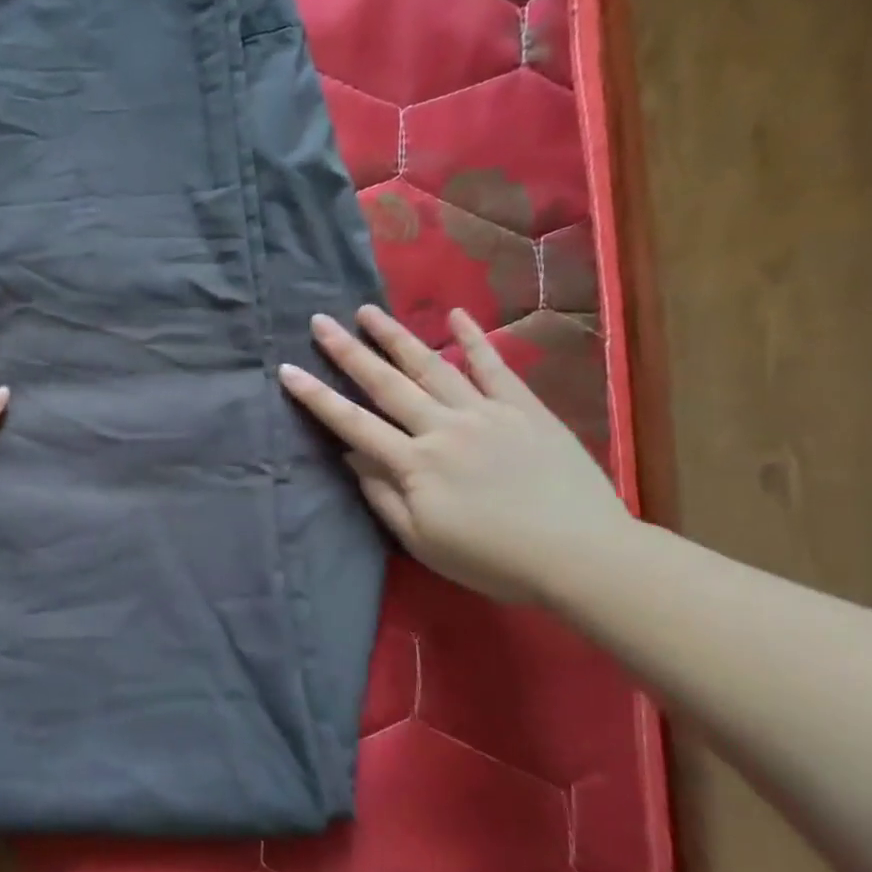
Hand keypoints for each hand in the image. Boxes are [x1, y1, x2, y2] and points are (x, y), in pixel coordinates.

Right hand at [279, 305, 632, 603]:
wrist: (583, 556)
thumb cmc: (494, 559)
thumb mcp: (423, 540)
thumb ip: (383, 496)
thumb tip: (352, 457)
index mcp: (415, 464)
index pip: (353, 424)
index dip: (316, 397)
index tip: (287, 371)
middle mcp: (443, 428)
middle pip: (386, 384)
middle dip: (348, 352)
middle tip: (320, 322)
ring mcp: (486, 413)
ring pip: (432, 366)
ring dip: (396, 337)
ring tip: (368, 311)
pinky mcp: (525, 409)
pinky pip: (495, 367)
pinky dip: (474, 340)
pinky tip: (456, 315)